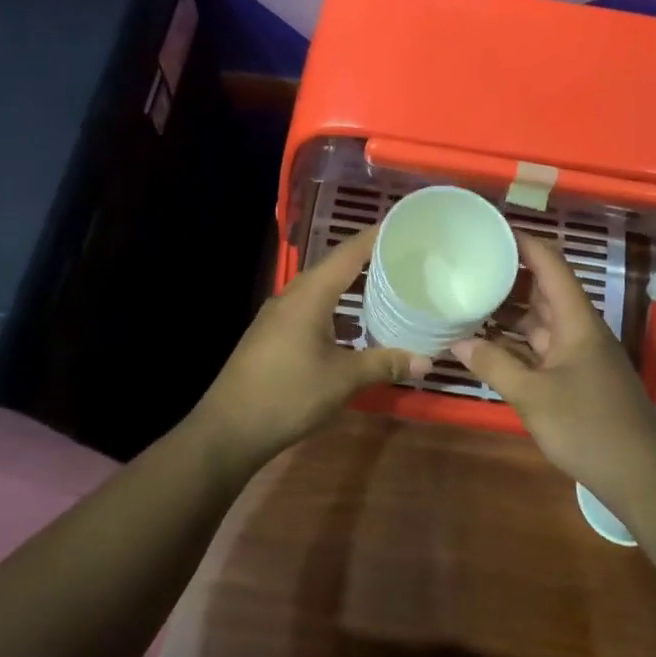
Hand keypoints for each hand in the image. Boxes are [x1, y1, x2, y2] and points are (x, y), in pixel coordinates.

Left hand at [184, 225, 430, 482]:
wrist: (228, 429)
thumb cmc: (288, 395)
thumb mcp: (343, 379)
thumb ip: (384, 364)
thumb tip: (426, 362)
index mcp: (309, 295)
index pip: (348, 253)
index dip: (376, 237)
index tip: (405, 227)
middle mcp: (292, 296)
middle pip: (334, 267)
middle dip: (368, 260)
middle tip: (405, 258)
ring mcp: (278, 316)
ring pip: (321, 290)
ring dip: (351, 287)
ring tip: (386, 287)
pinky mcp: (272, 335)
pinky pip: (310, 309)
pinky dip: (336, 309)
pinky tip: (353, 326)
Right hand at [453, 234, 655, 517]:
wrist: (641, 476)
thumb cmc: (588, 427)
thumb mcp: (533, 395)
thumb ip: (494, 365)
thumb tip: (456, 342)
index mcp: (577, 321)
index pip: (550, 265)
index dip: (523, 242)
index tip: (489, 229)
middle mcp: (579, 330)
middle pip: (543, 290)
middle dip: (509, 275)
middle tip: (468, 264)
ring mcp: (578, 355)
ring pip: (540, 321)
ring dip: (509, 312)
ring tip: (468, 298)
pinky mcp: (576, 379)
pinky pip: (540, 349)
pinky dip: (515, 344)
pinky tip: (486, 345)